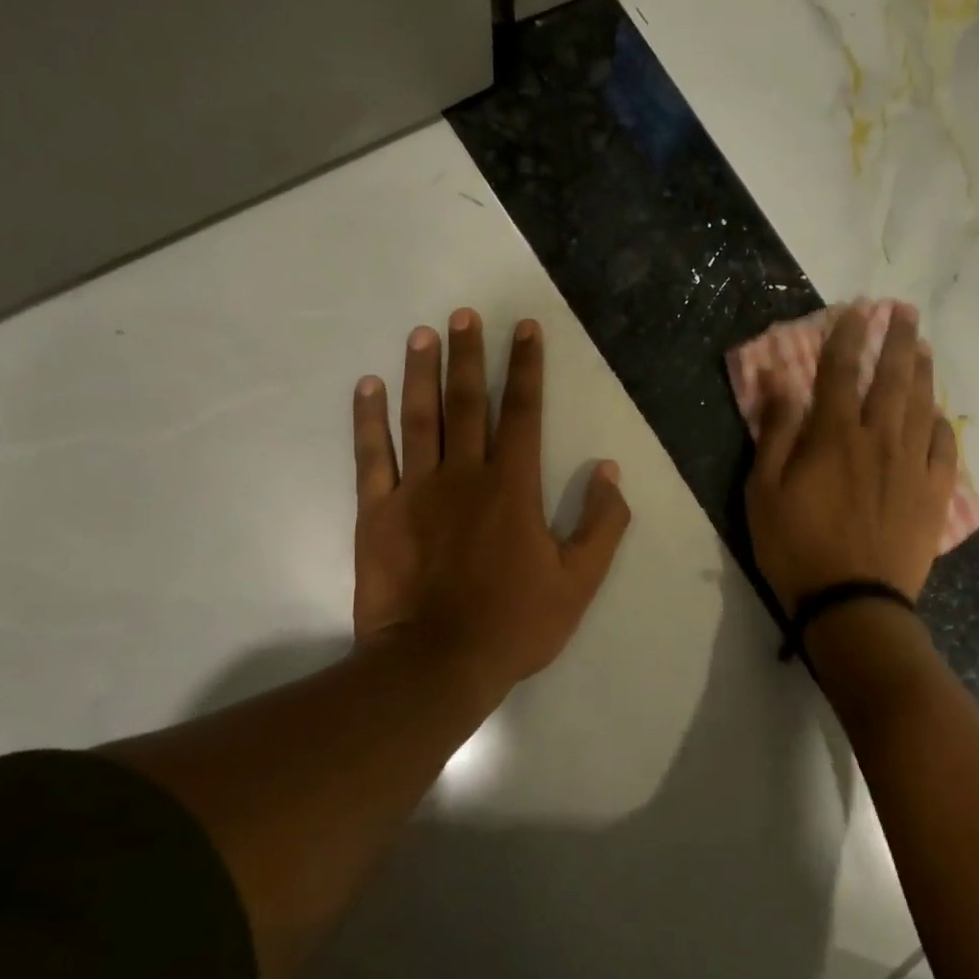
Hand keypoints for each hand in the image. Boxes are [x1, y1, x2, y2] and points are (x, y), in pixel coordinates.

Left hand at [351, 309, 631, 696]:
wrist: (436, 664)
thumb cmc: (513, 624)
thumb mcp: (578, 582)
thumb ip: (601, 525)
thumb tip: (610, 472)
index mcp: (513, 487)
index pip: (524, 413)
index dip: (527, 368)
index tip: (525, 328)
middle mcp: (464, 475)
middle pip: (468, 403)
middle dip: (470, 355)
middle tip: (465, 314)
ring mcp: (416, 490)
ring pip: (419, 417)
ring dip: (421, 372)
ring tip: (422, 333)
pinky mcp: (378, 512)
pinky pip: (371, 456)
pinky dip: (368, 419)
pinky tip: (367, 387)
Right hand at [744, 303, 957, 611]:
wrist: (852, 603)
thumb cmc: (796, 547)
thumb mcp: (764, 491)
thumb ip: (775, 433)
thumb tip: (779, 382)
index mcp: (834, 436)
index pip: (841, 372)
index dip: (847, 337)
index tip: (855, 311)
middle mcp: (879, 439)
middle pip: (892, 379)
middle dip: (896, 340)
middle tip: (903, 312)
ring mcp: (912, 465)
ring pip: (921, 405)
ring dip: (922, 371)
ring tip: (923, 347)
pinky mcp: (933, 493)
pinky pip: (943, 447)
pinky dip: (940, 424)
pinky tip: (937, 414)